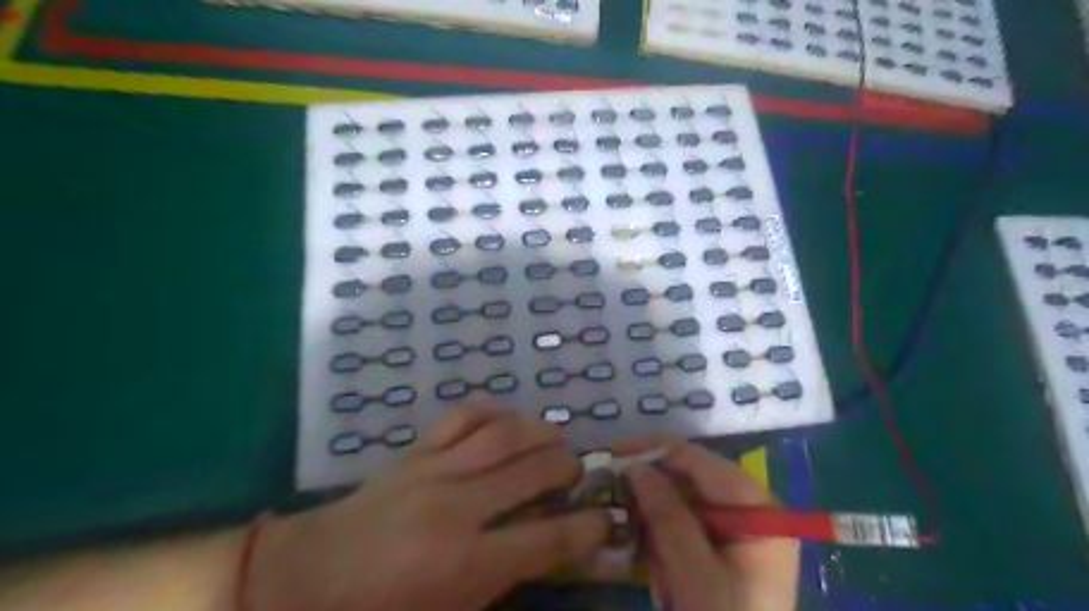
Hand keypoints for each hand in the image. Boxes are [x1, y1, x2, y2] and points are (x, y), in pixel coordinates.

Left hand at [247, 400, 609, 610]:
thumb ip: (501, 581)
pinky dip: (492, 411)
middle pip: (532, 470)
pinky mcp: (415, 451)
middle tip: (577, 472)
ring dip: (540, 431)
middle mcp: (457, 507)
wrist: (305, 578)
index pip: (546, 538)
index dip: (586, 527)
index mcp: (465, 563)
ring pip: (502, 434)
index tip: (604, 519)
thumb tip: (545, 551)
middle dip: (567, 467)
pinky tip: (507, 420)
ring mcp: (434, 470)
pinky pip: (462, 416)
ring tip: (555, 439)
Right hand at [620, 442, 796, 610]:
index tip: (611, 456)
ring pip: (685, 504)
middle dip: (653, 498)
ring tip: (655, 571)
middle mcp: (752, 508)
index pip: (698, 460)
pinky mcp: (729, 548)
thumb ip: (667, 516)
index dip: (653, 452)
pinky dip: (669, 546)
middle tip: (617, 508)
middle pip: (690, 479)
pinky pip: (689, 528)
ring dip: (659, 529)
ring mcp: (741, 528)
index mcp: (757, 506)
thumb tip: (635, 467)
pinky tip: (665, 580)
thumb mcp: (694, 574)